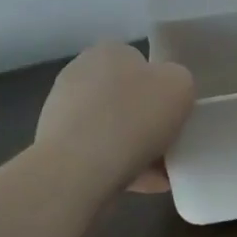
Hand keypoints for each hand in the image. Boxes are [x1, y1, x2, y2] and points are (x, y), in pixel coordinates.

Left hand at [35, 43, 195, 192]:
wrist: (79, 169)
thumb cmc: (134, 116)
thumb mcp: (181, 85)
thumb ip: (178, 82)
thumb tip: (166, 94)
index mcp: (108, 52)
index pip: (140, 64)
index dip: (161, 89)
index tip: (173, 113)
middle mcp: (80, 75)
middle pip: (125, 98)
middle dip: (146, 122)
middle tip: (170, 144)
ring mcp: (62, 112)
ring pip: (112, 130)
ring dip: (135, 149)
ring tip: (161, 174)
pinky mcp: (55, 148)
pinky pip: (98, 155)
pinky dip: (120, 168)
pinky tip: (144, 185)